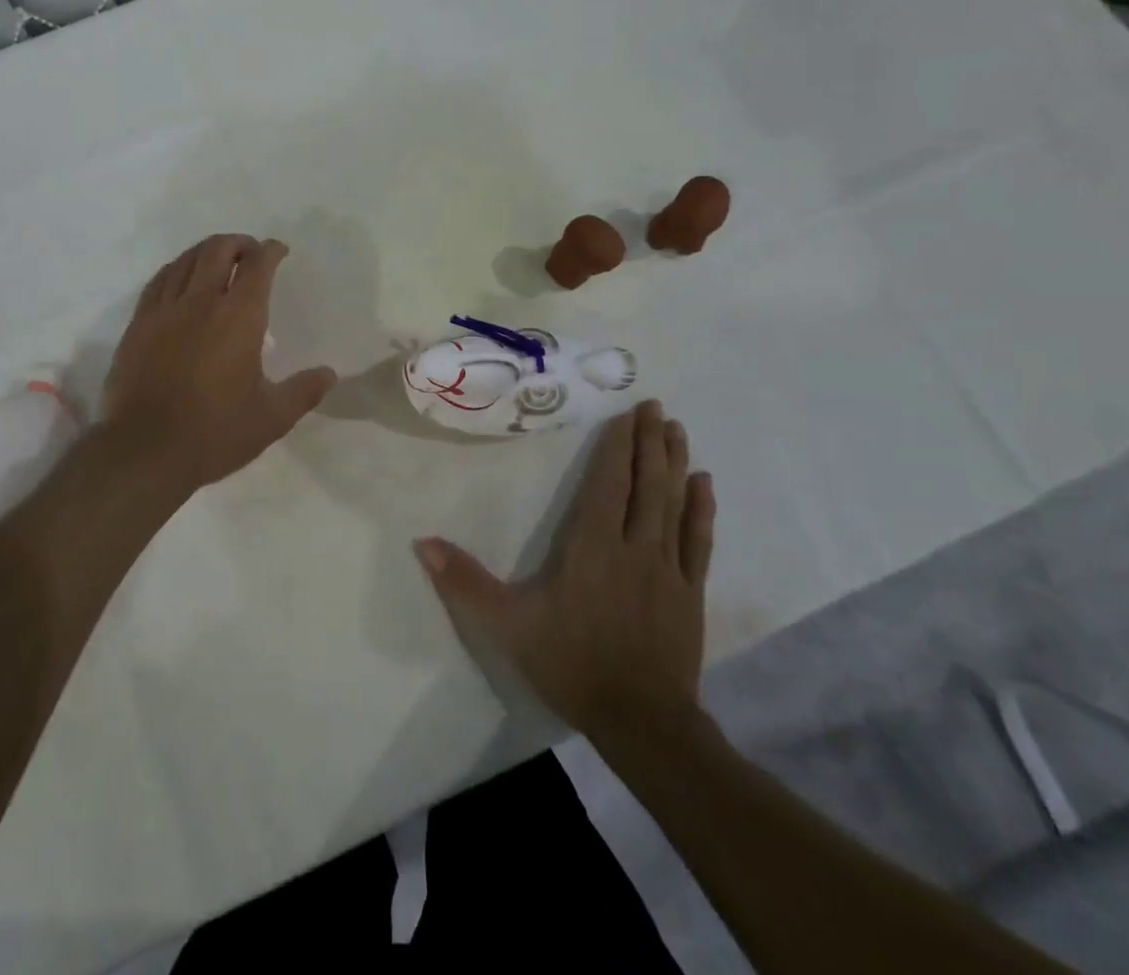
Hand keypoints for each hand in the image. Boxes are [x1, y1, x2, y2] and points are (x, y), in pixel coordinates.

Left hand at [101, 234, 336, 495]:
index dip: (271, 251)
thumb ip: (303, 391)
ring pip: (186, 260)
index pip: (258, 266)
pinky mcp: (138, 324)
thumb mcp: (271, 418)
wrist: (145, 450)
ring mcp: (164, 310)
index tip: (279, 251)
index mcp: (239, 318)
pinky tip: (181, 277)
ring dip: (207, 250)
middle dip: (239, 243)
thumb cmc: (215, 433)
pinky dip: (177, 268)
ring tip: (219, 258)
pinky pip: (159, 280)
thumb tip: (329, 373)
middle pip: (218, 251)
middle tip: (251, 252)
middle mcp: (201, 302)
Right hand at [414, 400, 715, 744]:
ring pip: (673, 504)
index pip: (608, 483)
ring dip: (675, 464)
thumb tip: (423, 543)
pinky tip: (706, 485)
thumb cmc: (571, 664)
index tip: (628, 413)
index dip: (618, 446)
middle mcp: (634, 546)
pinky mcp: (689, 593)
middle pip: (645, 484)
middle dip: (649, 442)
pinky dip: (701, 510)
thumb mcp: (507, 625)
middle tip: (656, 406)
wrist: (642, 723)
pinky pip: (698, 541)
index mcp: (592, 545)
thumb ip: (465, 581)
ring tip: (678, 430)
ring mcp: (667, 569)